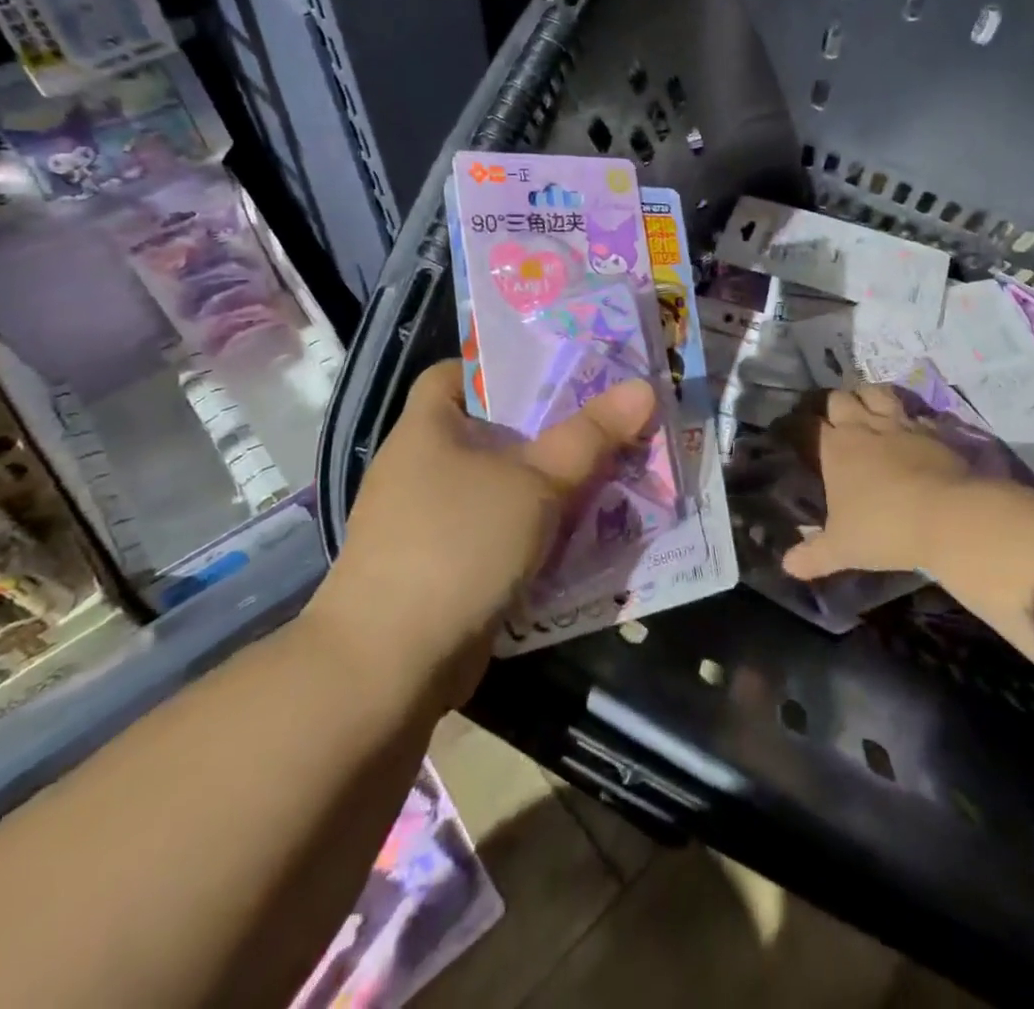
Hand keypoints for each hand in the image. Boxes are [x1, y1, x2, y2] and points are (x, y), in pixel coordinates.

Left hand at [305, 360, 655, 699]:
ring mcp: (427, 522)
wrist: (389, 665)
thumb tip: (644, 388)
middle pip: (492, 431)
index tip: (559, 374)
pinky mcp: (441, 569)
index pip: (456, 374)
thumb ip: (590, 436)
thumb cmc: (458, 543)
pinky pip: (497, 532)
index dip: (503, 367)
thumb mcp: (535, 482)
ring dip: (548, 486)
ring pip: (500, 486)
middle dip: (549, 430)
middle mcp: (421, 468)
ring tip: (608, 475)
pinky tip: (578, 535)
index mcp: (427, 428)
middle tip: (607, 424)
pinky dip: (533, 531)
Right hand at [781, 386, 974, 580]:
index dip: (802, 425)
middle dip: (835, 406)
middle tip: (836, 422)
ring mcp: (900, 424)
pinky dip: (908, 417)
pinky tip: (909, 429)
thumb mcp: (842, 549)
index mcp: (835, 448)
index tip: (799, 432)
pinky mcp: (933, 429)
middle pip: (840, 398)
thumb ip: (813, 555)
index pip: (808, 424)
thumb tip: (787, 566)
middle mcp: (863, 427)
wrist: (949, 515)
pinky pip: (914, 413)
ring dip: (869, 397)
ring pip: (876, 393)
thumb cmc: (884, 528)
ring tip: (868, 410)